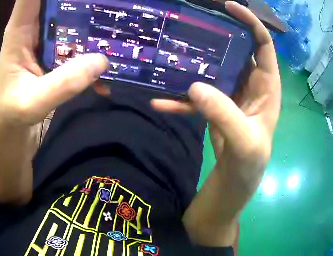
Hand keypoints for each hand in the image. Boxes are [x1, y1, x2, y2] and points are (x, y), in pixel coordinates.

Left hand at [0, 0, 107, 203]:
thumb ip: (63, 83)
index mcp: (19, 34)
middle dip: (80, 1)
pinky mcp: (59, 61)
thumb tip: (102, 61)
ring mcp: (49, 46)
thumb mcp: (31, 103)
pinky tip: (113, 55)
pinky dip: (95, 48)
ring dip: (92, 20)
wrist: (12, 133)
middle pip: (57, 4)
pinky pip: (80, 46)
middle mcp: (34, 34)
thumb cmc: (11, 116)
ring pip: (72, 23)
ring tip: (116, 15)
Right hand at [151, 2, 280, 245]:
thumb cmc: (250, 164)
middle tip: (193, 19)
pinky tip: (160, 100)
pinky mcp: (216, 104)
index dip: (249, 21)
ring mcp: (232, 92)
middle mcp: (251, 82)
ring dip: (196, 59)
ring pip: (215, 65)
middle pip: (236, 47)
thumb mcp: (245, 143)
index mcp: (267, 86)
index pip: (263, 43)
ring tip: (173, 49)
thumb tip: (195, 86)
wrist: (235, 180)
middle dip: (218, 31)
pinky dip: (181, 97)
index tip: (228, 6)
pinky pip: (199, 93)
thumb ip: (225, 115)